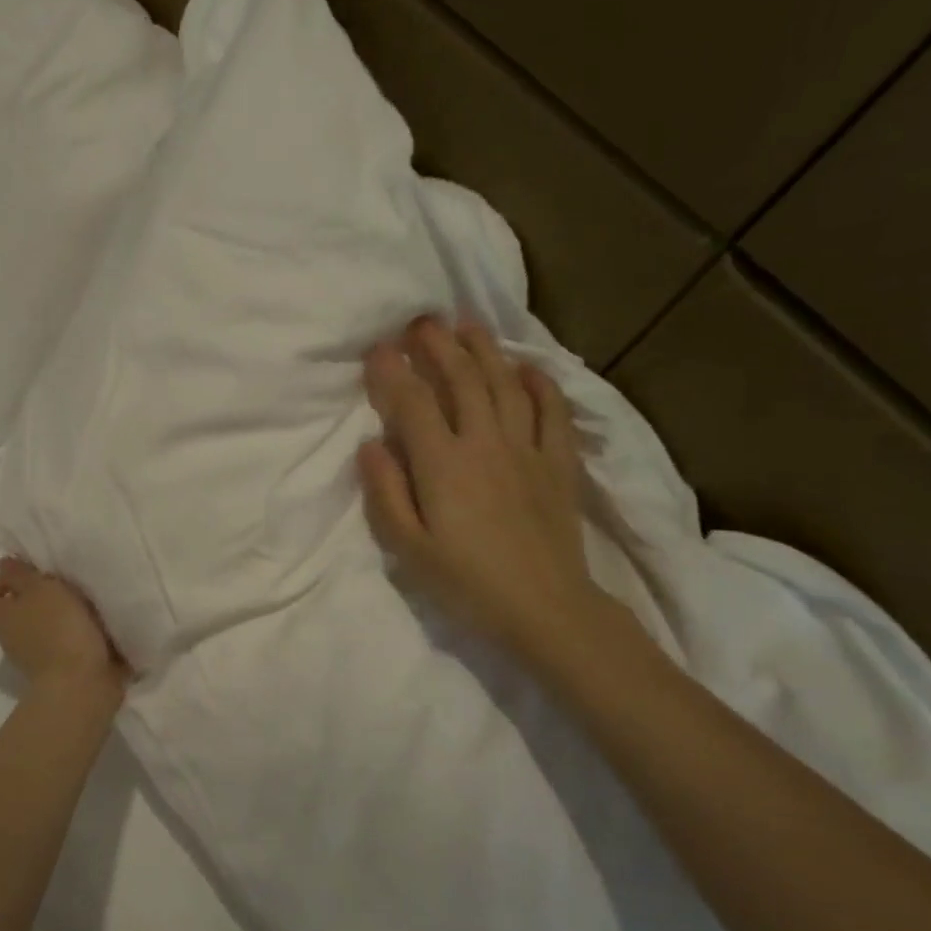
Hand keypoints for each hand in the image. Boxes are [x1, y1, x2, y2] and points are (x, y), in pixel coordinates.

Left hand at [0, 558, 125, 701]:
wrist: (83, 684)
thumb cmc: (57, 629)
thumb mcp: (40, 589)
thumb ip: (21, 575)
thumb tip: (3, 565)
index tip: (13, 579)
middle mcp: (10, 639)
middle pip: (9, 615)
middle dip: (30, 598)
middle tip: (56, 584)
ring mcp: (34, 658)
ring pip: (36, 629)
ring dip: (55, 615)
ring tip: (82, 601)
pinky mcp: (61, 670)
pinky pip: (61, 644)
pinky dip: (73, 633)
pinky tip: (95, 622)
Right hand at [359, 317, 610, 667]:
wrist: (545, 608)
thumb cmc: (466, 583)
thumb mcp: (409, 548)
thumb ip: (386, 493)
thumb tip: (370, 444)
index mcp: (443, 464)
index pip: (412, 403)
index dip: (393, 371)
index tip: (378, 349)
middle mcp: (485, 443)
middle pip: (461, 380)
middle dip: (438, 346)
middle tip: (421, 322)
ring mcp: (527, 448)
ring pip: (504, 384)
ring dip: (484, 350)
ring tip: (467, 325)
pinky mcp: (559, 462)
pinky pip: (552, 410)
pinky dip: (539, 383)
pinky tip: (527, 367)